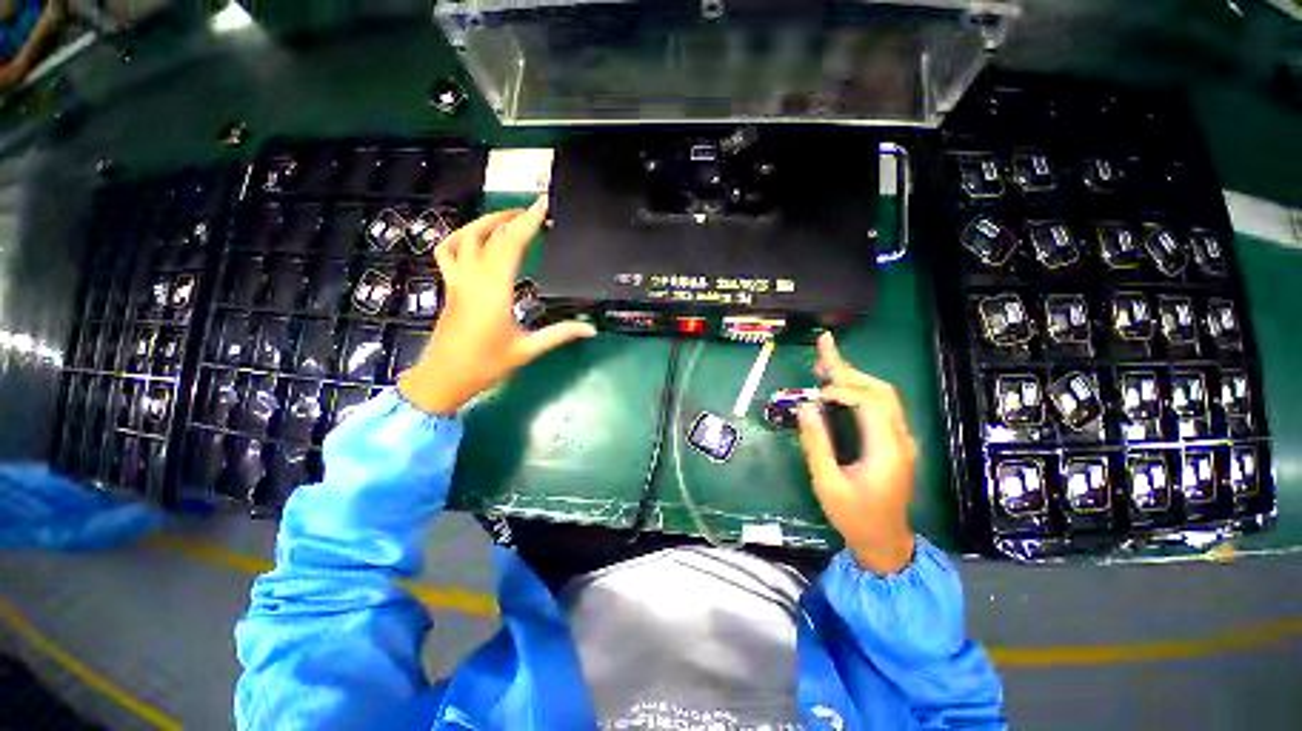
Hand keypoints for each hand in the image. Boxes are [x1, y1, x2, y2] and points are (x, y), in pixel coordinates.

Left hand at [398, 197, 595, 413]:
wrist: (444, 377)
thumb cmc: (487, 365)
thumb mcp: (528, 349)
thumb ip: (560, 334)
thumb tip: (591, 329)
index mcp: (495, 290)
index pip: (512, 244)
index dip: (529, 222)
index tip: (543, 205)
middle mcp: (474, 277)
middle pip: (492, 235)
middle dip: (514, 217)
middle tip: (534, 211)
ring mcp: (457, 279)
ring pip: (466, 236)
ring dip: (487, 221)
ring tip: (509, 218)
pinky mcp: (449, 285)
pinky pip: (448, 251)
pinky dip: (460, 237)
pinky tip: (474, 237)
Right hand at [797, 333, 916, 574]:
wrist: (885, 543)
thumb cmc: (854, 517)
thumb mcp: (827, 484)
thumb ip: (816, 444)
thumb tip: (806, 408)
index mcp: (887, 449)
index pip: (869, 402)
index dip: (842, 390)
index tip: (814, 396)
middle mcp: (900, 438)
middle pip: (880, 390)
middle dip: (849, 369)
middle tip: (824, 347)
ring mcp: (900, 440)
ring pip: (883, 395)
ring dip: (855, 376)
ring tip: (827, 362)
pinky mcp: (894, 443)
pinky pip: (881, 407)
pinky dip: (859, 390)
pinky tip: (840, 387)